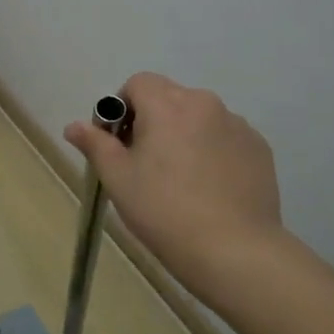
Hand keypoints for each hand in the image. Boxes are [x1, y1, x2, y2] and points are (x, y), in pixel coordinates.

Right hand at [66, 73, 283, 307]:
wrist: (234, 250)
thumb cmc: (164, 211)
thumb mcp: (118, 179)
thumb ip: (95, 144)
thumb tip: (74, 126)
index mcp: (168, 105)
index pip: (138, 83)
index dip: (123, 107)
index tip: (121, 143)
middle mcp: (205, 104)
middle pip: (169, 97)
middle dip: (153, 120)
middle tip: (146, 164)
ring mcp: (237, 126)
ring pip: (199, 118)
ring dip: (184, 134)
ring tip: (182, 179)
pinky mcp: (259, 149)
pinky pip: (225, 138)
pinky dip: (212, 151)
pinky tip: (210, 188)